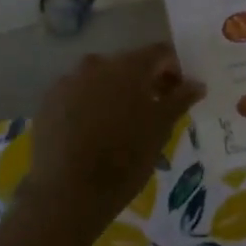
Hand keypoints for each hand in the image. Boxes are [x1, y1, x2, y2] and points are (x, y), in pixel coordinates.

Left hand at [18, 44, 203, 245]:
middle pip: (129, 64)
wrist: (68, 193)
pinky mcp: (48, 102)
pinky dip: (89, 104)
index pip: (160, 53)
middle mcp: (97, 64)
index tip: (180, 93)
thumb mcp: (161, 129)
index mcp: (128, 66)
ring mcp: (68, 81)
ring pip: (100, 78)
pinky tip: (93, 131)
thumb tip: (197, 83)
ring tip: (122, 123)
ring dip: (115, 92)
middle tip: (154, 109)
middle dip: (145, 81)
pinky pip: (77, 94)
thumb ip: (180, 99)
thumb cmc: (125, 158)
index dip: (174, 69)